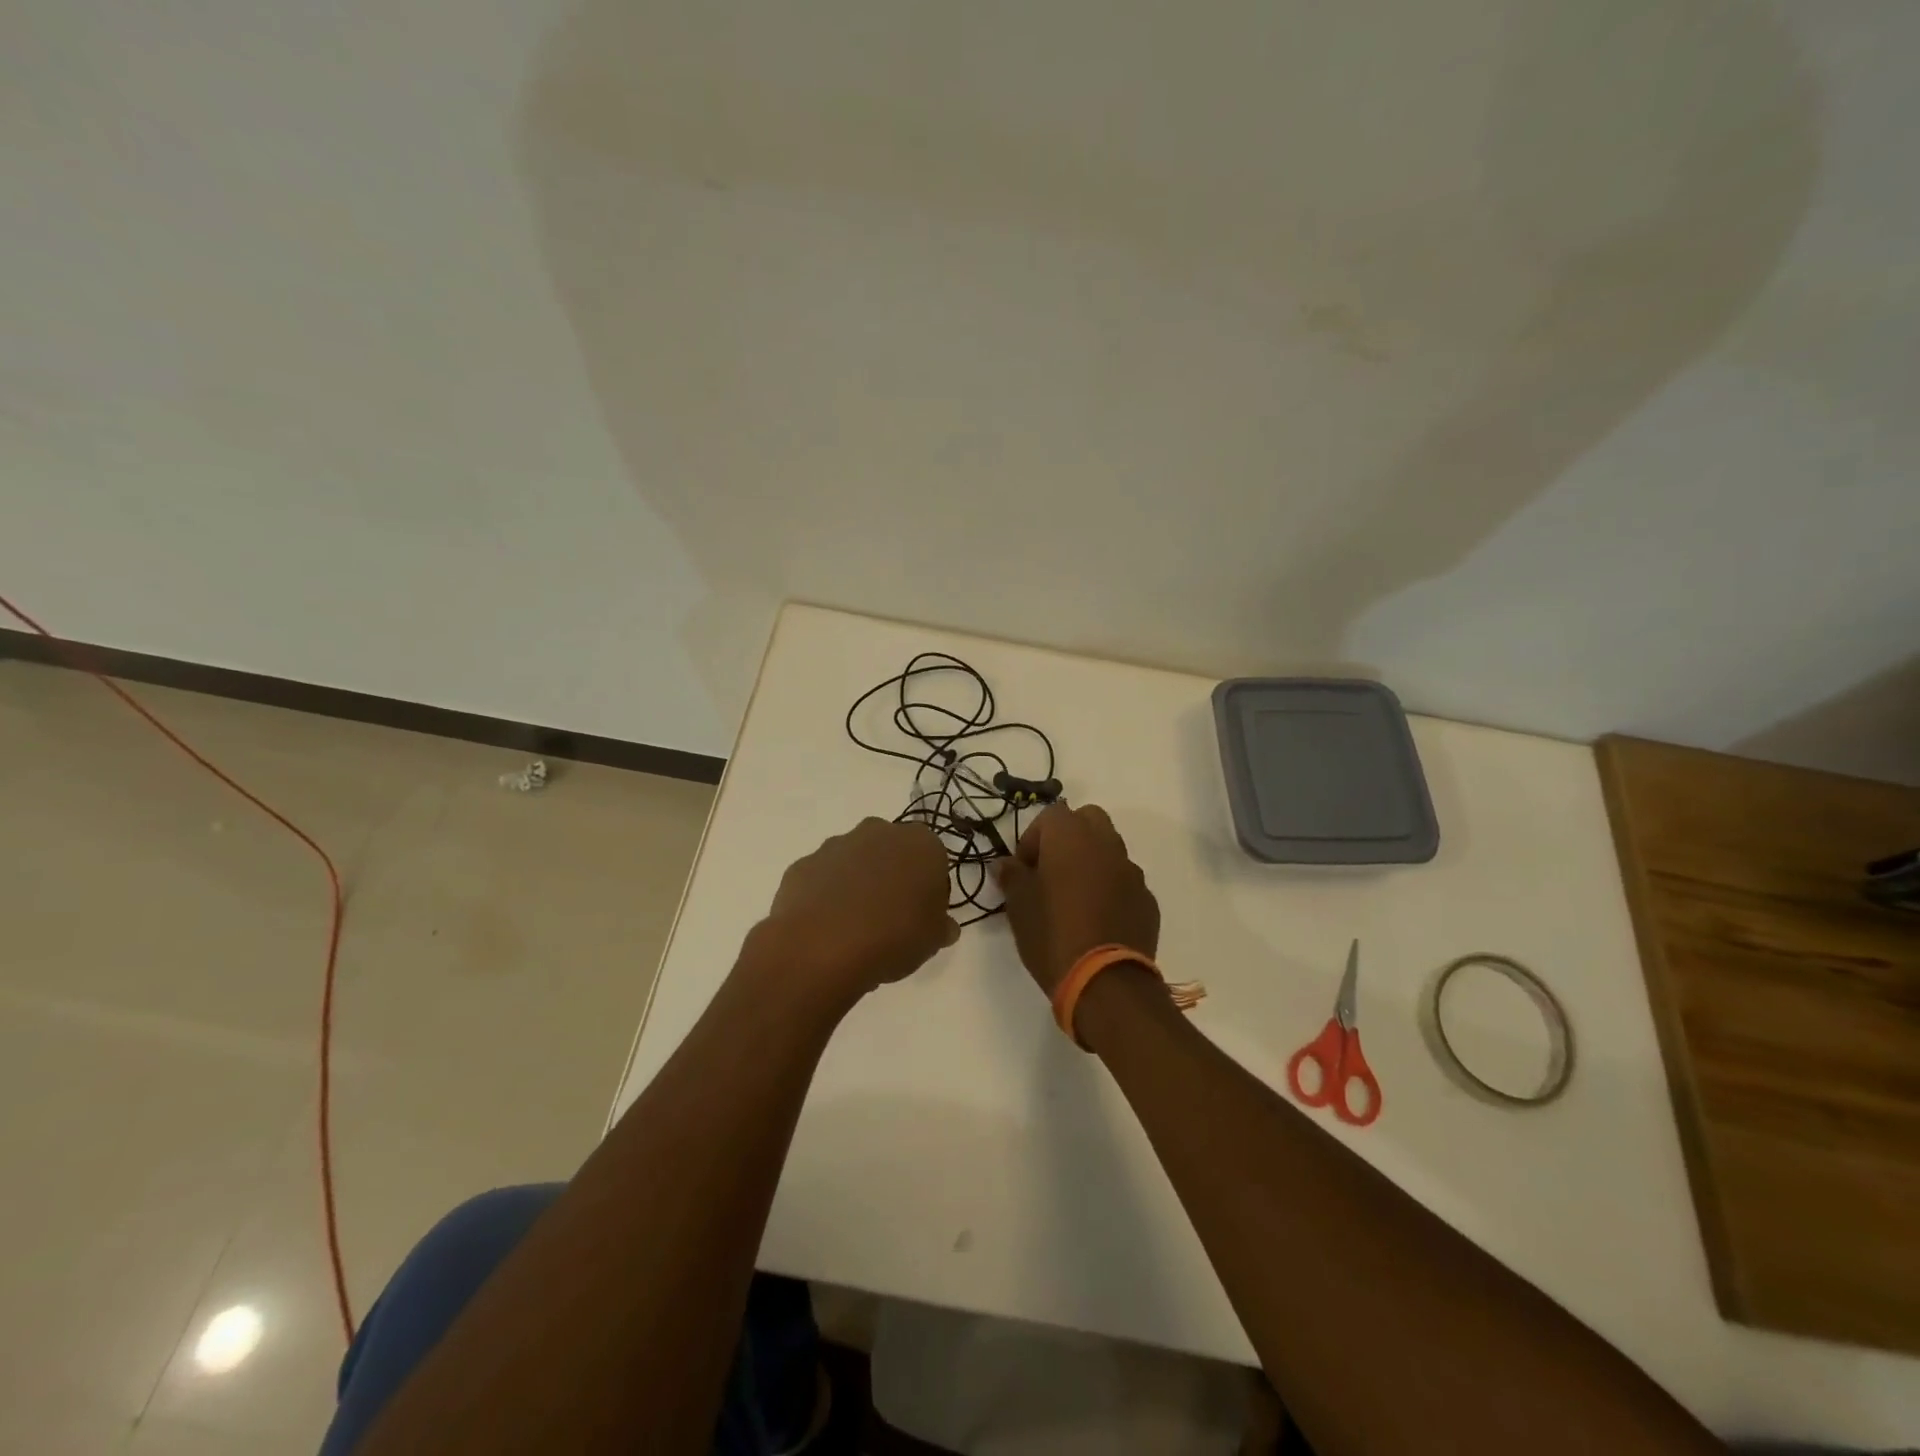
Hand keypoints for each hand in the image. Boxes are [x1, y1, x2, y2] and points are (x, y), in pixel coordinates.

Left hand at [757, 818, 959, 1000]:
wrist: (821, 947)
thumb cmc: (893, 936)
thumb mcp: (933, 940)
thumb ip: (941, 926)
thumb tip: (944, 926)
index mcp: (920, 843)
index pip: (933, 859)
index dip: (929, 888)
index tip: (922, 915)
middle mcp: (879, 832)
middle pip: (892, 852)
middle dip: (892, 876)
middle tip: (891, 918)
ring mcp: (836, 845)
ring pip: (855, 861)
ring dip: (857, 884)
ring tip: (855, 927)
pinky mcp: (804, 863)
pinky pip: (823, 878)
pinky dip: (826, 896)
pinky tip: (827, 928)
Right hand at [993, 803, 1159, 996]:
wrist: (1105, 982)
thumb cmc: (1051, 934)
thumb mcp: (1018, 906)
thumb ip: (1012, 876)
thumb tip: (1007, 864)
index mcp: (1071, 837)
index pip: (1050, 816)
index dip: (1033, 839)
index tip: (1023, 869)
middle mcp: (1106, 844)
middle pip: (1088, 820)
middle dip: (1068, 838)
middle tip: (1051, 870)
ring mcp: (1132, 872)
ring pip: (1110, 850)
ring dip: (1092, 862)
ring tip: (1074, 898)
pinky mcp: (1147, 900)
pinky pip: (1125, 882)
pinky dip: (1111, 889)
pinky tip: (1098, 920)